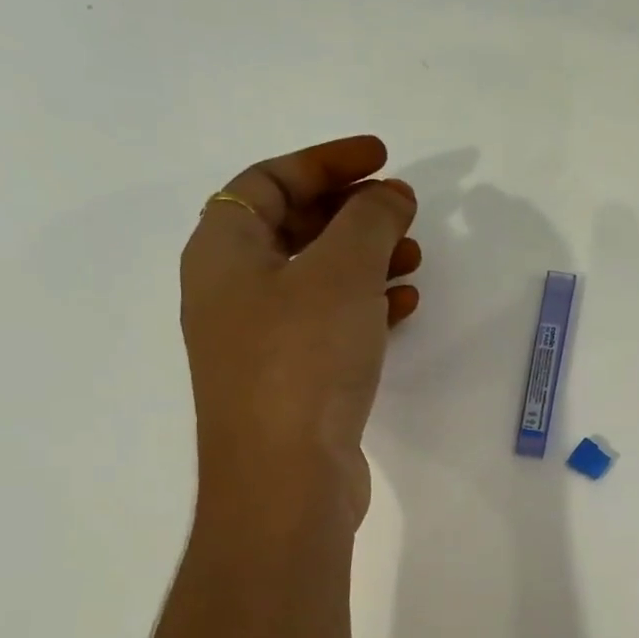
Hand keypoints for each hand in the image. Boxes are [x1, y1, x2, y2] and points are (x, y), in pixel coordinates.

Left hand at [180, 136, 419, 522]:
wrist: (285, 479)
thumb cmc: (303, 359)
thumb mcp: (341, 272)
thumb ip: (370, 219)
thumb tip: (390, 194)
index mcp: (223, 251)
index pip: (267, 180)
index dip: (326, 161)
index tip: (382, 157)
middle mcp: (232, 290)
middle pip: (292, 226)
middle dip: (351, 211)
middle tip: (402, 209)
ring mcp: (260, 339)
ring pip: (316, 276)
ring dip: (365, 258)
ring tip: (415, 257)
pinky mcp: (291, 378)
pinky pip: (329, 321)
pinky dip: (366, 304)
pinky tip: (404, 307)